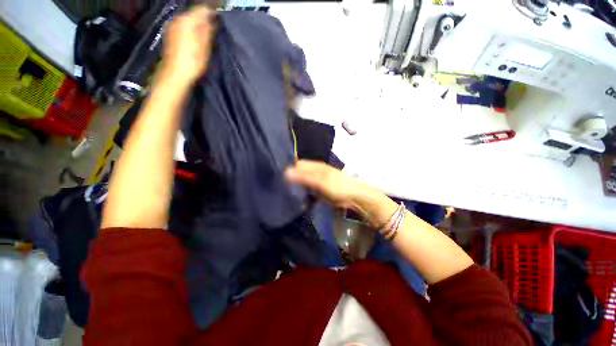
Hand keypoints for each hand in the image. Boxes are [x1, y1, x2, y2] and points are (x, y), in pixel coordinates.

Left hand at [160, 6, 215, 85]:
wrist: (175, 73)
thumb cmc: (193, 61)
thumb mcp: (205, 46)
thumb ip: (208, 30)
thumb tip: (213, 20)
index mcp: (187, 20)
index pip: (203, 9)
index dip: (213, 14)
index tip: (220, 21)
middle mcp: (178, 19)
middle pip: (194, 14)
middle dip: (204, 19)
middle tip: (215, 30)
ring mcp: (172, 26)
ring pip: (189, 20)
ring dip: (198, 25)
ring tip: (206, 35)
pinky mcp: (170, 34)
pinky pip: (183, 26)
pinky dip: (191, 29)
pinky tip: (196, 39)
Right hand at [285, 160, 379, 215]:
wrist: (353, 197)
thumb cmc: (338, 186)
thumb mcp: (320, 181)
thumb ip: (304, 177)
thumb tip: (286, 172)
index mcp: (315, 166)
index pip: (297, 164)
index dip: (288, 169)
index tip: (278, 177)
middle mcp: (315, 171)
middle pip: (299, 173)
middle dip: (290, 178)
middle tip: (279, 187)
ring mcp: (316, 181)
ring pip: (302, 182)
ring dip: (296, 187)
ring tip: (285, 193)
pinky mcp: (318, 190)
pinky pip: (307, 190)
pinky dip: (302, 193)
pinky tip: (296, 198)